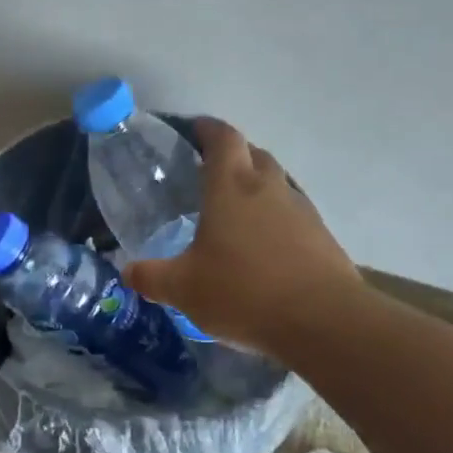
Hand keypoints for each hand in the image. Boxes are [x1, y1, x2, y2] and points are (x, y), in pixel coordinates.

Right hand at [124, 119, 362, 356]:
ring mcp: (302, 211)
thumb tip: (127, 272)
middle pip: (253, 154)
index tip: (193, 131)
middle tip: (207, 176)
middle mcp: (269, 188)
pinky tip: (263, 249)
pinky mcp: (323, 238)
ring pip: (276, 184)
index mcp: (231, 187)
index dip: (207, 129)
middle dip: (232, 157)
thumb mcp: (184, 289)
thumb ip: (151, 277)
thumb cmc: (244, 292)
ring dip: (256, 189)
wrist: (325, 323)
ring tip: (234, 215)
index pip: (222, 138)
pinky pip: (293, 215)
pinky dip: (275, 221)